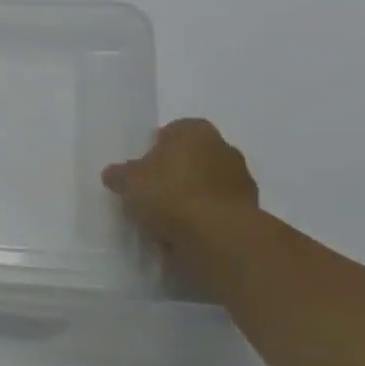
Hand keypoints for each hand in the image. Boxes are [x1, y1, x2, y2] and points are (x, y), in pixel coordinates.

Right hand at [103, 118, 259, 247]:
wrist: (217, 234)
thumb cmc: (168, 194)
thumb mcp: (128, 182)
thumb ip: (120, 175)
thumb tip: (114, 173)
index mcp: (194, 131)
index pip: (172, 131)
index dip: (155, 148)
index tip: (142, 169)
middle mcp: (223, 147)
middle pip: (193, 157)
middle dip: (176, 171)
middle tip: (153, 192)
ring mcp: (241, 178)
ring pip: (207, 182)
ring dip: (193, 194)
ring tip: (168, 218)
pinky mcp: (250, 208)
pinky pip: (218, 207)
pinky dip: (205, 215)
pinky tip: (186, 231)